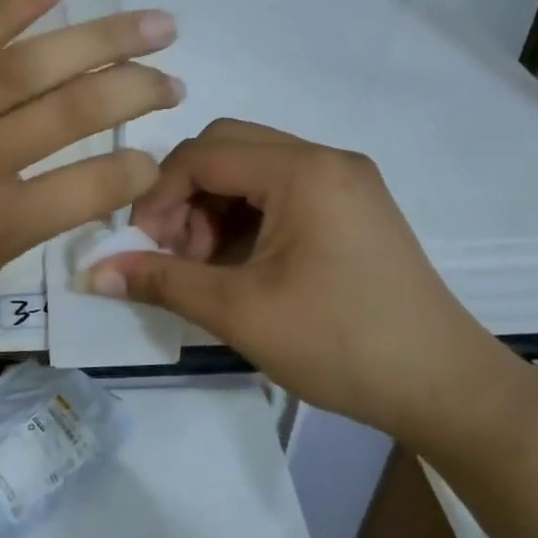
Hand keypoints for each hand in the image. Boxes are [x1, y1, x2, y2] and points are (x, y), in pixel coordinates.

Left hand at [0, 0, 181, 362]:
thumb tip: (65, 181)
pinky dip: (7, 11)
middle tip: (175, 73)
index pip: (89, 186)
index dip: (136, 169)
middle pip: (68, 112)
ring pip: (22, 67)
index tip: (157, 157)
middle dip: (133, 90)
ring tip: (151, 23)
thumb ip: (20, 226)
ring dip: (95, 40)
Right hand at [83, 120, 514, 446]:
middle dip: (185, 195)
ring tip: (206, 266)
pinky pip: (278, 191)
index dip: (158, 195)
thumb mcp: (239, 312)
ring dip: (213, 208)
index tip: (141, 246)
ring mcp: (344, 182)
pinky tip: (240, 265)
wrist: (446, 389)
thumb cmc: (341, 344)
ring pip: (250, 169)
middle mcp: (326, 160)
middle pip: (226, 148)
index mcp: (303, 171)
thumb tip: (91, 273)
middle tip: (175, 252)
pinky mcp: (352, 207)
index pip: (203, 154)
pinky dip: (244, 218)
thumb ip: (162, 281)